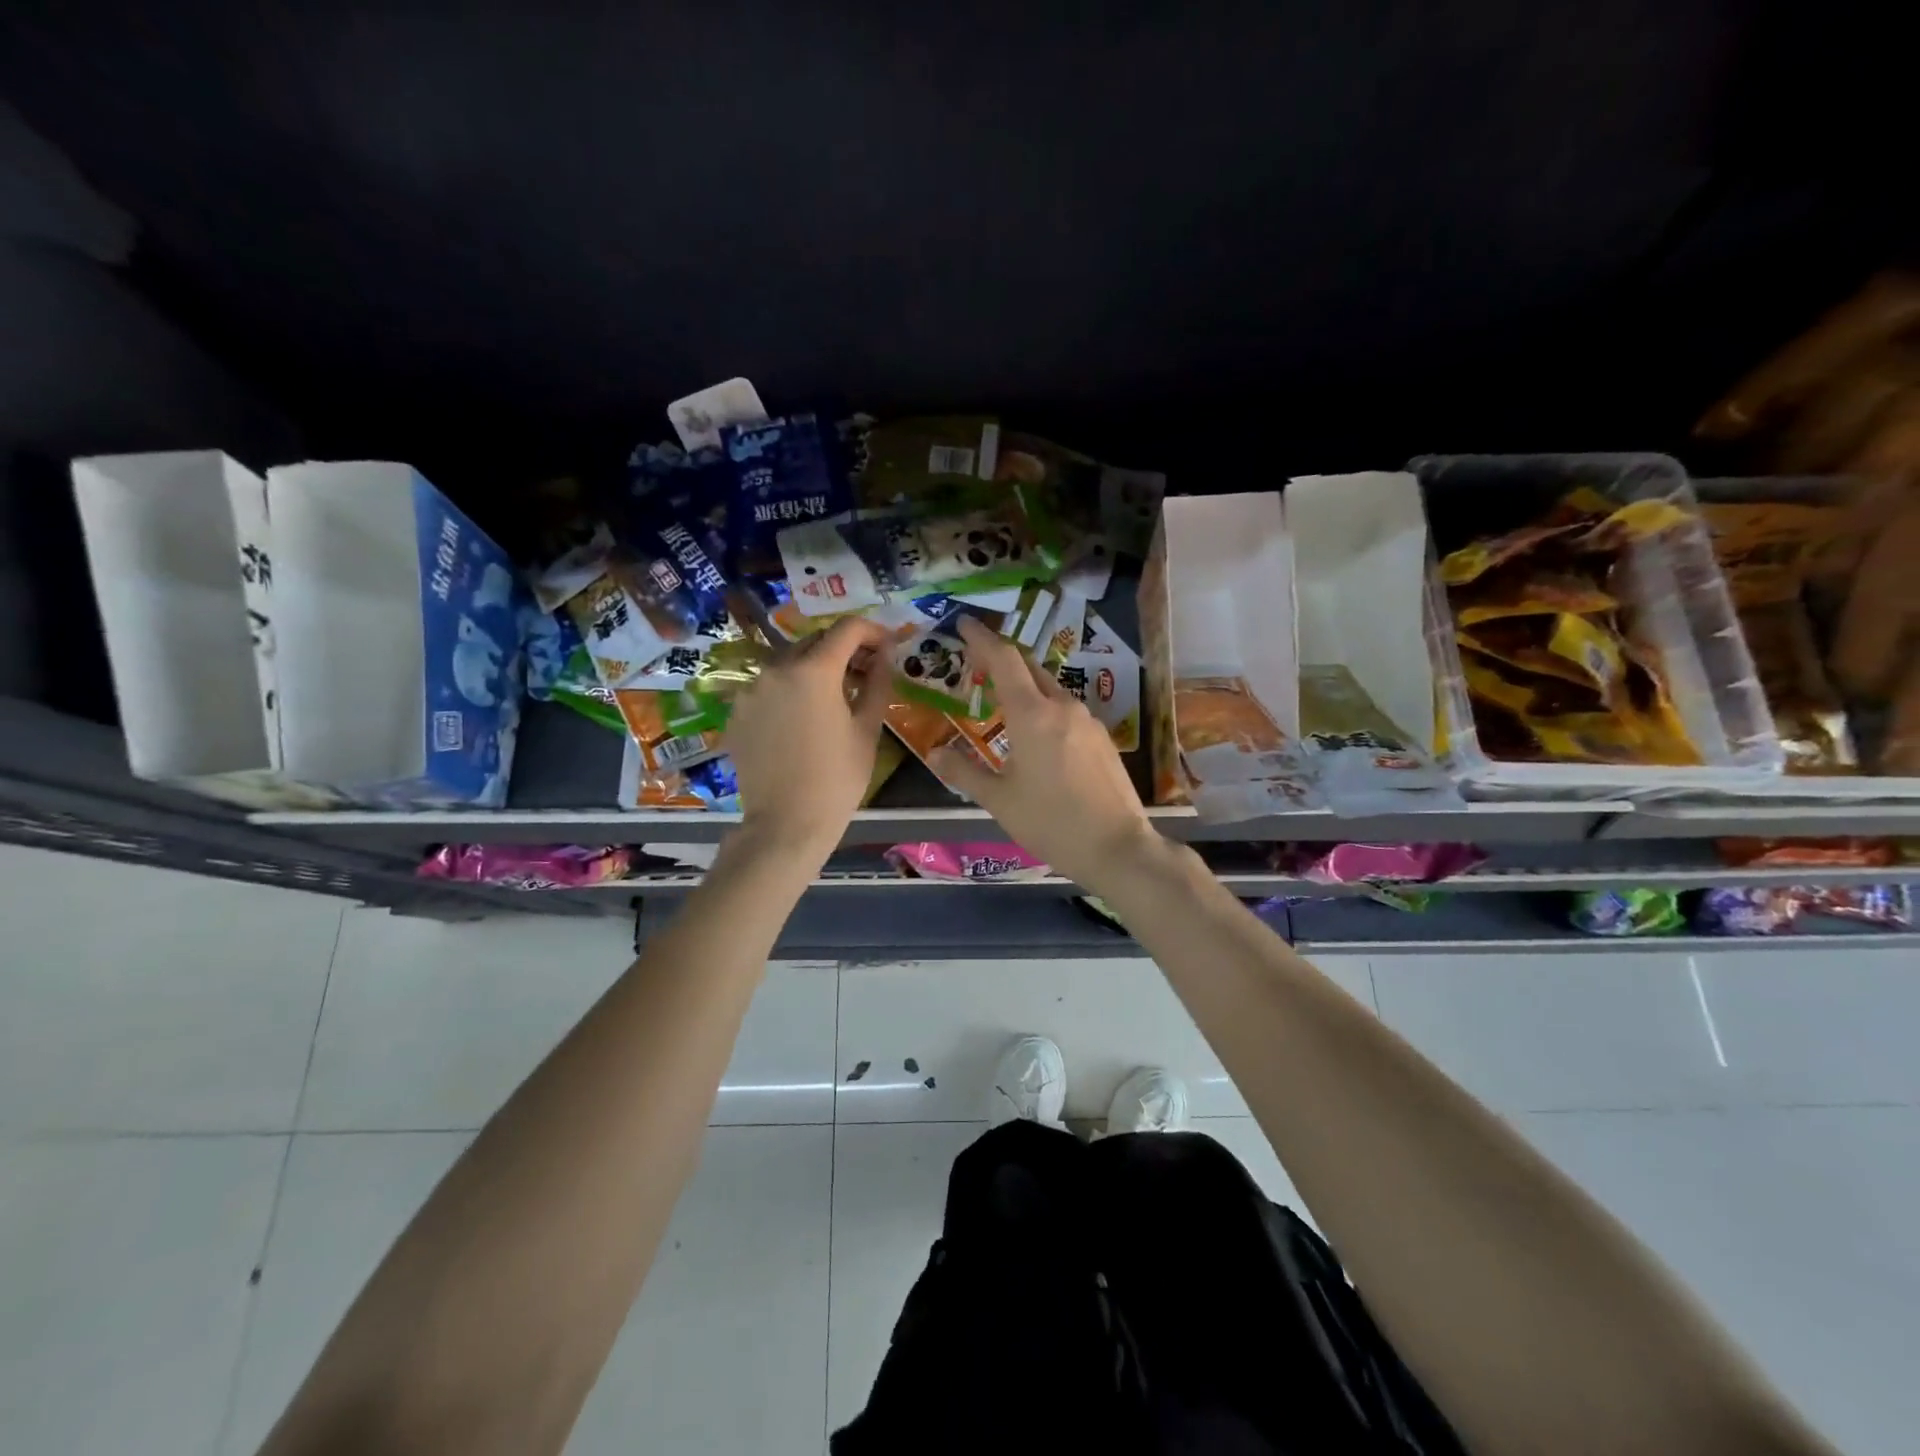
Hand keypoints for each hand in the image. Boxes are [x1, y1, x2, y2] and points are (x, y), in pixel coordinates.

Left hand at [722, 616, 892, 862]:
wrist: (785, 824)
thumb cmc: (837, 779)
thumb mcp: (867, 730)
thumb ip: (877, 683)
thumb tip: (885, 655)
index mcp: (813, 671)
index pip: (847, 629)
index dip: (872, 631)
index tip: (887, 647)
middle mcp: (776, 669)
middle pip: (815, 641)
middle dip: (843, 649)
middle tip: (865, 671)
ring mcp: (751, 690)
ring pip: (789, 662)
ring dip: (815, 668)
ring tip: (834, 696)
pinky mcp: (738, 711)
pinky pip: (769, 687)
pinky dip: (790, 690)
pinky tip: (804, 717)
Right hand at [930, 617, 1161, 889]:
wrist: (1118, 847)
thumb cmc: (1051, 823)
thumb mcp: (999, 800)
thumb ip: (963, 772)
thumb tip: (934, 754)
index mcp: (1032, 715)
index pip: (1003, 660)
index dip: (982, 638)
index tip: (964, 622)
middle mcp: (1062, 707)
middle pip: (1028, 667)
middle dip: (1001, 658)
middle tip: (976, 661)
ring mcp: (1087, 721)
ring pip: (1050, 688)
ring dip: (1024, 684)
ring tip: (1003, 700)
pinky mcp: (1102, 738)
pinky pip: (1066, 710)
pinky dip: (1044, 707)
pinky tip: (1037, 732)